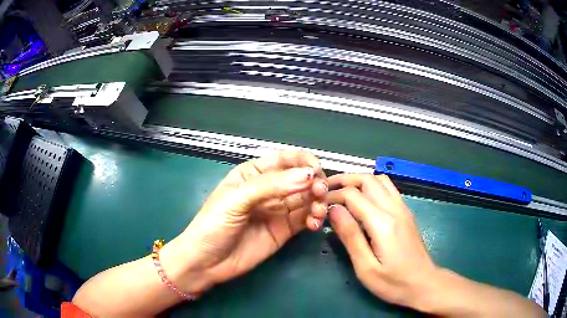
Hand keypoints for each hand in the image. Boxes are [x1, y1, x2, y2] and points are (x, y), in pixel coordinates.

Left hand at [160, 151, 327, 293]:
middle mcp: (269, 189)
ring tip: (317, 213)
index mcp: (254, 173)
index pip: (284, 159)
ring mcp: (277, 210)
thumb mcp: (236, 200)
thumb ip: (271, 186)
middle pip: (300, 178)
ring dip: (317, 201)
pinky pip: (305, 218)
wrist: (206, 262)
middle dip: (314, 182)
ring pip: (306, 198)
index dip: (303, 160)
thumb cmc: (213, 224)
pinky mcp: (284, 230)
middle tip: (319, 193)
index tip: (316, 170)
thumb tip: (308, 175)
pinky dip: (314, 218)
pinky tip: (313, 224)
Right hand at [326, 174, 437, 308]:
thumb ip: (351, 237)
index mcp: (383, 223)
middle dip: (345, 180)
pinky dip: (372, 186)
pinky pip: (388, 189)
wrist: (424, 283)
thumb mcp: (366, 268)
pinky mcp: (406, 213)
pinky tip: (363, 201)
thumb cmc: (393, 282)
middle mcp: (395, 209)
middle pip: (368, 179)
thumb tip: (334, 210)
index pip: (354, 195)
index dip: (333, 195)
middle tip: (326, 190)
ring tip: (343, 192)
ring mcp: (403, 209)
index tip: (319, 203)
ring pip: (380, 180)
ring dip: (359, 180)